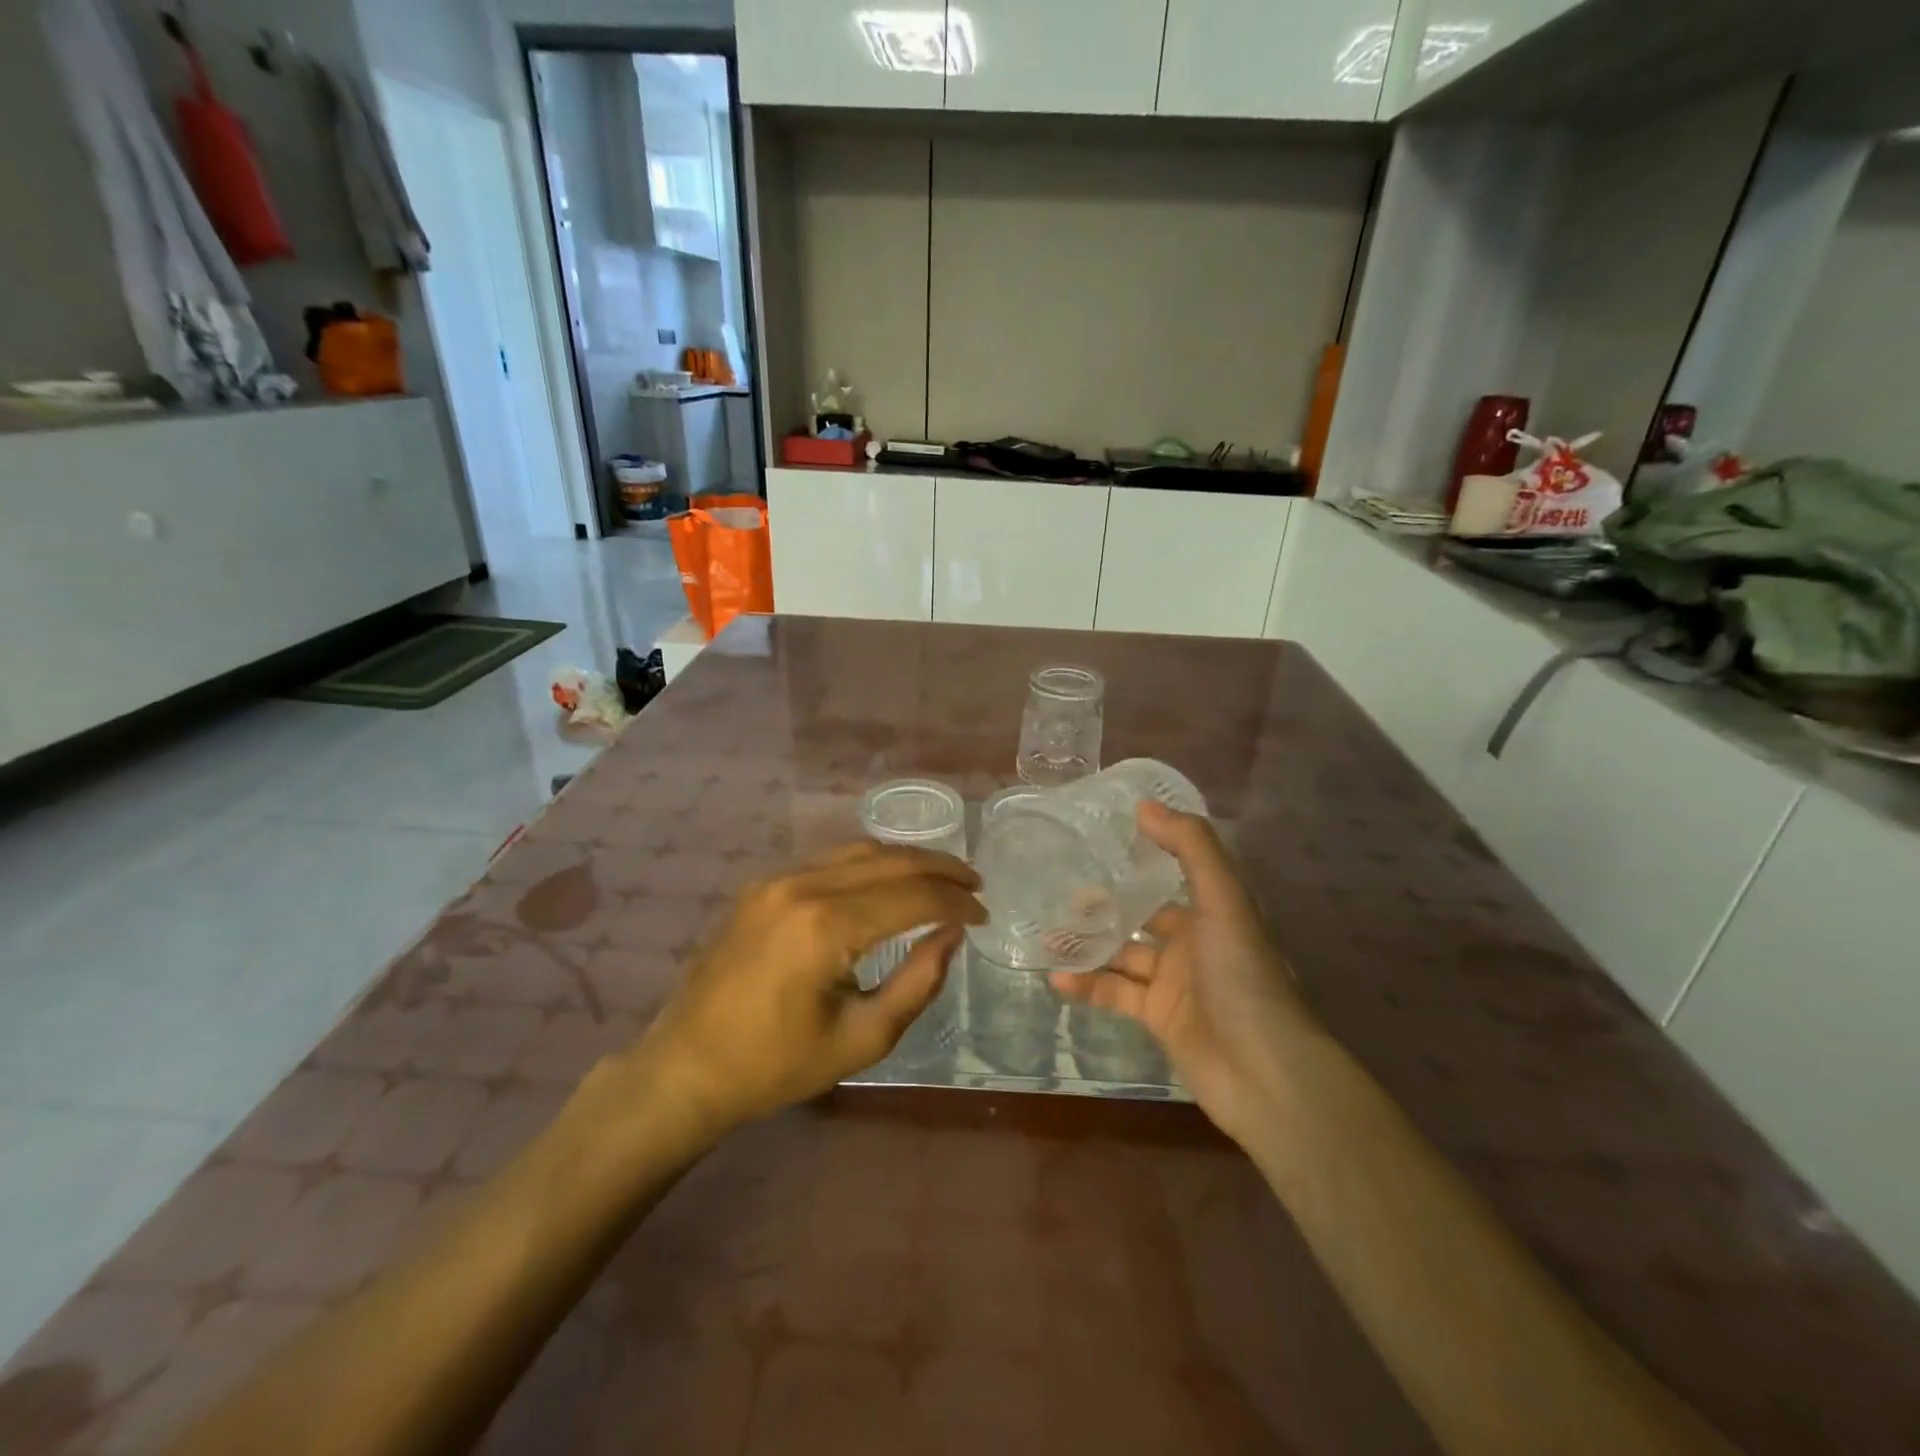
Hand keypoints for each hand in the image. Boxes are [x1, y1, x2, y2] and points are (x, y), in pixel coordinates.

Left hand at [632, 841, 984, 1136]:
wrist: (686, 1067)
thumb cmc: (776, 1066)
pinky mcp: (761, 883)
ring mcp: (776, 878)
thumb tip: (952, 934)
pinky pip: (829, 859)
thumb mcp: (862, 1038)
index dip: (956, 902)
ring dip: (906, 860)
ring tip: (941, 877)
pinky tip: (888, 881)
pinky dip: (870, 864)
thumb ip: (917, 982)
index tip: (983, 915)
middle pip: (889, 860)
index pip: (912, 897)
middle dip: (940, 868)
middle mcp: (802, 885)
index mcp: (826, 927)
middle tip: (974, 884)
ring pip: (859, 850)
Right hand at [1051, 802, 1314, 1142]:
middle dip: (1102, 906)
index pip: (1171, 875)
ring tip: (1048, 934)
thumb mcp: (1222, 902)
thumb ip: (1190, 849)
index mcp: (1211, 912)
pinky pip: (1115, 995)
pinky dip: (1087, 987)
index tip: (1096, 843)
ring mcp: (1174, 983)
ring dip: (1088, 946)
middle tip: (1058, 893)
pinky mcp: (1158, 1018)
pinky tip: (1057, 979)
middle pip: (1139, 916)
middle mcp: (1193, 943)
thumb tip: (1144, 805)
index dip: (1139, 859)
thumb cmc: (1243, 977)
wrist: (1264, 1073)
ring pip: (1121, 955)